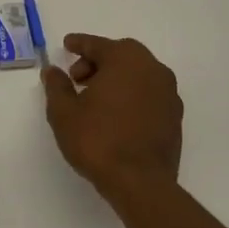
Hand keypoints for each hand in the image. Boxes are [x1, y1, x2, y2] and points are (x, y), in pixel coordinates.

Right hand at [42, 34, 182, 210]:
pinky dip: (131, 95)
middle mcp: (152, 69)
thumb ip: (57, 86)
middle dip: (97, 62)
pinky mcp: (175, 117)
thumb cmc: (98, 140)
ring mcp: (168, 93)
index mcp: (126, 59)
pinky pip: (148, 93)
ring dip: (115, 79)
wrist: (141, 183)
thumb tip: (53, 70)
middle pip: (120, 55)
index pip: (97, 45)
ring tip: (94, 100)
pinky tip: (115, 115)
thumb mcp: (64, 112)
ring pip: (137, 74)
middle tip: (76, 79)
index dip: (79, 44)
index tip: (66, 44)